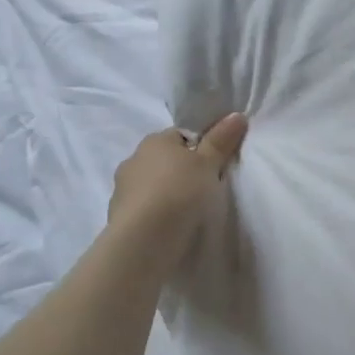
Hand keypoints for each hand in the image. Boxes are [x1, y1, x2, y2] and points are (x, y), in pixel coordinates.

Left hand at [107, 113, 248, 242]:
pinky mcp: (118, 218)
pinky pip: (144, 210)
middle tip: (205, 188)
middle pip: (165, 161)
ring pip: (152, 186)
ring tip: (188, 212)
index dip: (199, 148)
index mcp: (154, 140)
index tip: (214, 165)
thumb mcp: (209, 163)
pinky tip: (171, 227)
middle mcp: (133, 159)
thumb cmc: (180, 191)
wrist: (144, 239)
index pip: (180, 136)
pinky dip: (156, 215)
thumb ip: (221, 140)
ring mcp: (122, 190)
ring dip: (166, 194)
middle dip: (181, 172)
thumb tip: (237, 115)